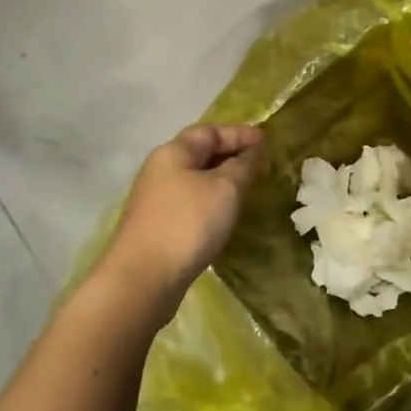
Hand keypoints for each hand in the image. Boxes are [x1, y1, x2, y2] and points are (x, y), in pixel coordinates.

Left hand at [94, 124, 267, 314]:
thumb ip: (243, 165)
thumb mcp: (225, 188)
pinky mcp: (157, 227)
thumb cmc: (188, 223)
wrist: (143, 279)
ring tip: (248, 188)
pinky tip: (224, 215)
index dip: (239, 133)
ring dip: (221, 179)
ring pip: (195, 179)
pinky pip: (190, 202)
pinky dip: (211, 201)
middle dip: (231, 154)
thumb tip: (252, 152)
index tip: (267, 140)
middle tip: (261, 163)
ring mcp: (156, 200)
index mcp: (173, 152)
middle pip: (199, 153)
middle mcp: (160, 170)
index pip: (210, 131)